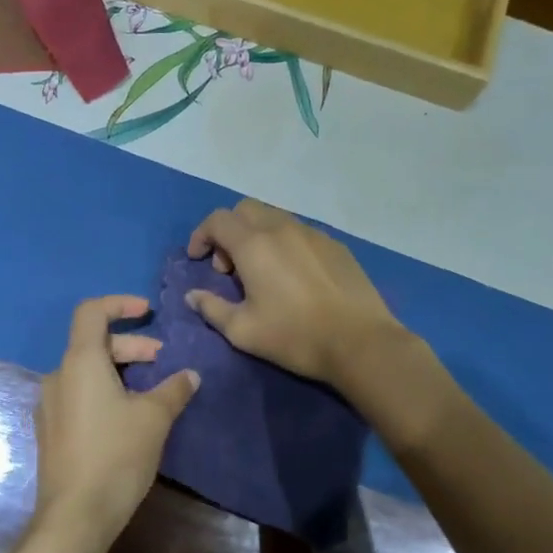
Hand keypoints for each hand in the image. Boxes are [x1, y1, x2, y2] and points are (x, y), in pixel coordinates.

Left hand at [33, 295, 200, 550]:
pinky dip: (103, 391)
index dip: (119, 304)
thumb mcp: (154, 419)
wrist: (75, 515)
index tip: (147, 312)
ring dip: (118, 370)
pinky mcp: (50, 430)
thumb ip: (173, 390)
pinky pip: (78, 395)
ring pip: (86, 371)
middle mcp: (58, 376)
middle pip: (92, 343)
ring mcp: (50, 405)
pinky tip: (126, 416)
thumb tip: (190, 375)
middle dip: (129, 345)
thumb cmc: (116, 456)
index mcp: (79, 362)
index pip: (91, 312)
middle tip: (160, 359)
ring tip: (149, 390)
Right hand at [186, 200, 401, 385]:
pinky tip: (293, 276)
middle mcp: (282, 228)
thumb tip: (193, 296)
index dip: (201, 235)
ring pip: (274, 217)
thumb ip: (212, 308)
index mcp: (254, 245)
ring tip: (261, 272)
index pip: (218, 220)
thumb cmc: (294, 336)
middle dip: (229, 231)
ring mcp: (313, 234)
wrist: (360, 342)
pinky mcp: (335, 245)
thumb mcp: (242, 331)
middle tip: (229, 267)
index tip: (198, 260)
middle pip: (245, 209)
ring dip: (257, 235)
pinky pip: (300, 232)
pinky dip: (284, 243)